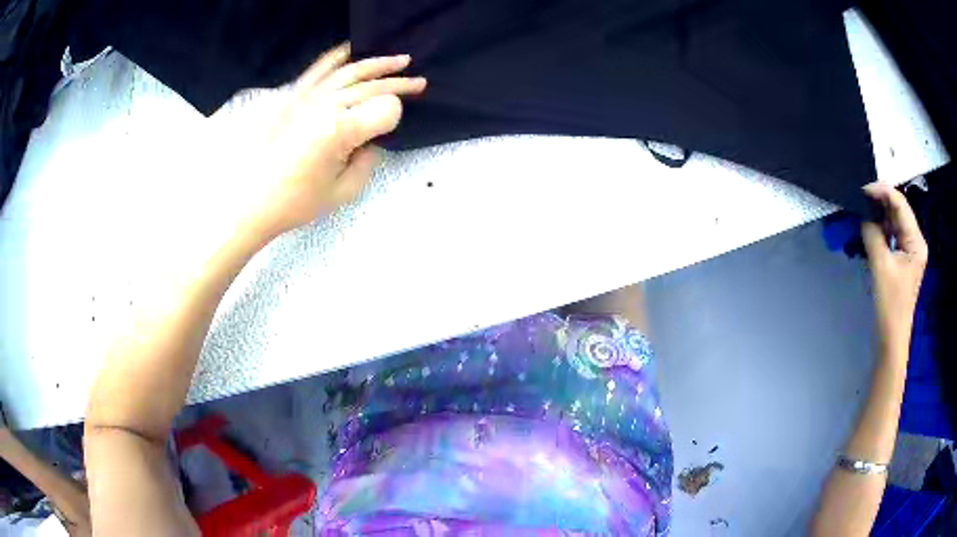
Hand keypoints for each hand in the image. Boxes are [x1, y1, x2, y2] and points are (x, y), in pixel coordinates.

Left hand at [245, 43, 425, 238]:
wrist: (252, 201)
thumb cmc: (297, 202)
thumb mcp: (343, 192)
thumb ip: (367, 161)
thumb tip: (372, 140)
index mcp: (340, 132)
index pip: (384, 108)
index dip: (394, 116)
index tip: (390, 129)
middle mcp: (325, 106)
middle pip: (372, 86)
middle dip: (399, 83)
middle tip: (419, 82)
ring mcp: (307, 97)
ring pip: (351, 71)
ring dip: (378, 64)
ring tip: (400, 60)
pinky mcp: (292, 96)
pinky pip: (318, 69)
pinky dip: (337, 56)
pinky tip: (352, 49)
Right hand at [861, 182, 927, 356]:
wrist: (891, 337)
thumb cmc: (890, 304)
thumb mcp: (881, 266)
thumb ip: (873, 234)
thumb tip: (864, 214)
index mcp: (916, 241)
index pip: (900, 204)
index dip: (882, 191)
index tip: (862, 188)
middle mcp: (916, 241)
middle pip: (898, 210)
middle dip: (880, 202)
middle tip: (860, 198)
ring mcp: (910, 250)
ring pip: (894, 222)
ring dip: (879, 216)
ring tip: (862, 212)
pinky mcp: (903, 259)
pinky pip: (892, 235)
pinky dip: (881, 229)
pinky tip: (869, 229)